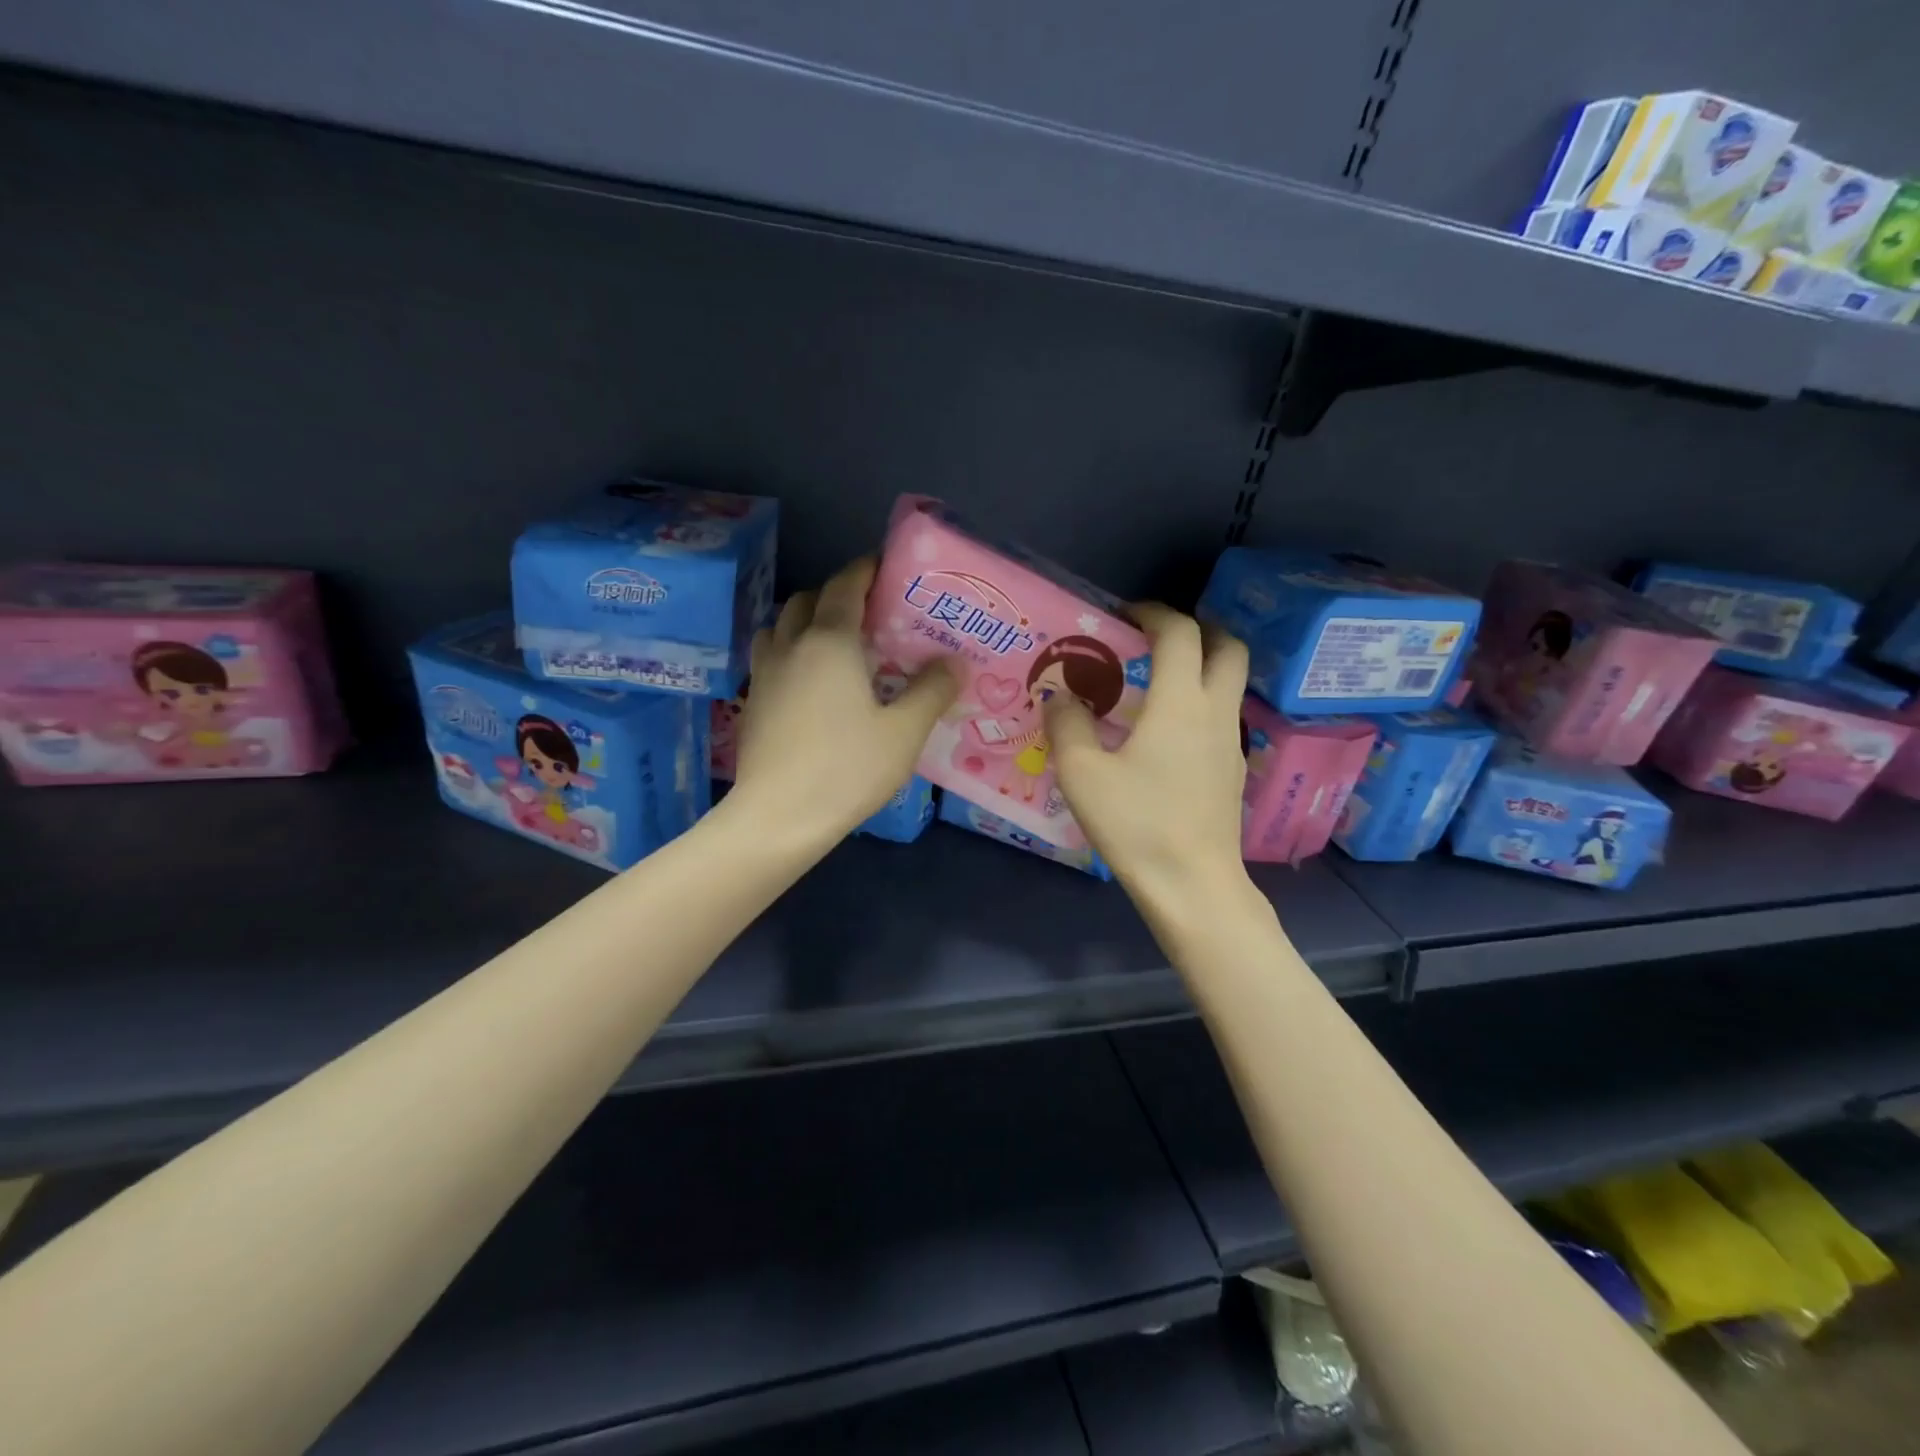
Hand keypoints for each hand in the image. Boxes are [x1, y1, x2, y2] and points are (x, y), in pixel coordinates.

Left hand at [730, 557, 957, 839]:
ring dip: (806, 621)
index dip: (866, 570)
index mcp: (831, 641)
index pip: (846, 586)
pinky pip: (770, 657)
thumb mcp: (904, 732)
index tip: (886, 569)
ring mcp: (765, 673)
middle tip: (868, 614)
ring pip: (781, 626)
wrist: (779, 817)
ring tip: (835, 644)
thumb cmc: (847, 768)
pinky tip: (809, 682)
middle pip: (807, 599)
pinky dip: (790, 651)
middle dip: (836, 594)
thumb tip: (955, 662)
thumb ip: (932, 691)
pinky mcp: (753, 701)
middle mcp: (792, 645)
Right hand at [1043, 603, 1249, 900]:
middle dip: (1197, 629)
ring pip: (1230, 682)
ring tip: (1155, 682)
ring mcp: (1231, 742)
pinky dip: (1200, 702)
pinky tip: (1165, 733)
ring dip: (1201, 666)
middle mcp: (1215, 711)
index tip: (1123, 615)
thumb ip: (1067, 725)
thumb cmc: (1137, 823)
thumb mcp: (1082, 774)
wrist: (1193, 885)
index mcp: (1180, 702)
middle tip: (1156, 638)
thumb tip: (1059, 697)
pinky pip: (1222, 716)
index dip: (1152, 612)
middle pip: (1227, 646)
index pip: (1179, 632)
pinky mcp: (1233, 771)